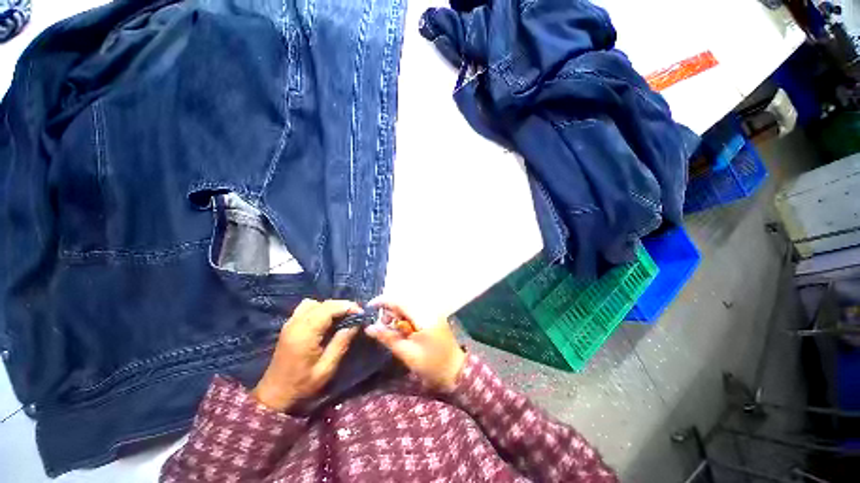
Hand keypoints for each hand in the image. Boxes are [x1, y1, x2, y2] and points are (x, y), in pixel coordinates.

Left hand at [252, 299, 360, 410]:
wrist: (274, 395)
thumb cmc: (302, 385)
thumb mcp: (326, 368)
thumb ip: (341, 343)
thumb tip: (356, 324)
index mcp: (305, 333)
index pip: (329, 309)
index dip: (347, 307)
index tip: (361, 313)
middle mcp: (296, 323)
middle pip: (323, 303)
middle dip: (342, 305)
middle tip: (355, 314)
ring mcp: (290, 323)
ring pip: (314, 303)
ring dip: (330, 307)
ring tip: (341, 317)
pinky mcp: (288, 326)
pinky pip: (306, 308)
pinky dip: (319, 309)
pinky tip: (326, 320)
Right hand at [365, 299, 465, 392]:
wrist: (456, 369)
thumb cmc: (432, 365)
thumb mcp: (407, 353)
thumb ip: (388, 338)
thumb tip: (370, 328)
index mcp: (424, 316)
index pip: (400, 301)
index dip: (383, 301)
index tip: (369, 307)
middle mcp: (429, 309)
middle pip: (404, 302)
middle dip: (390, 311)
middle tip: (381, 326)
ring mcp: (433, 311)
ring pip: (409, 306)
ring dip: (397, 314)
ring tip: (392, 329)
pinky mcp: (434, 316)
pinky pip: (415, 311)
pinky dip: (405, 317)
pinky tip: (403, 329)